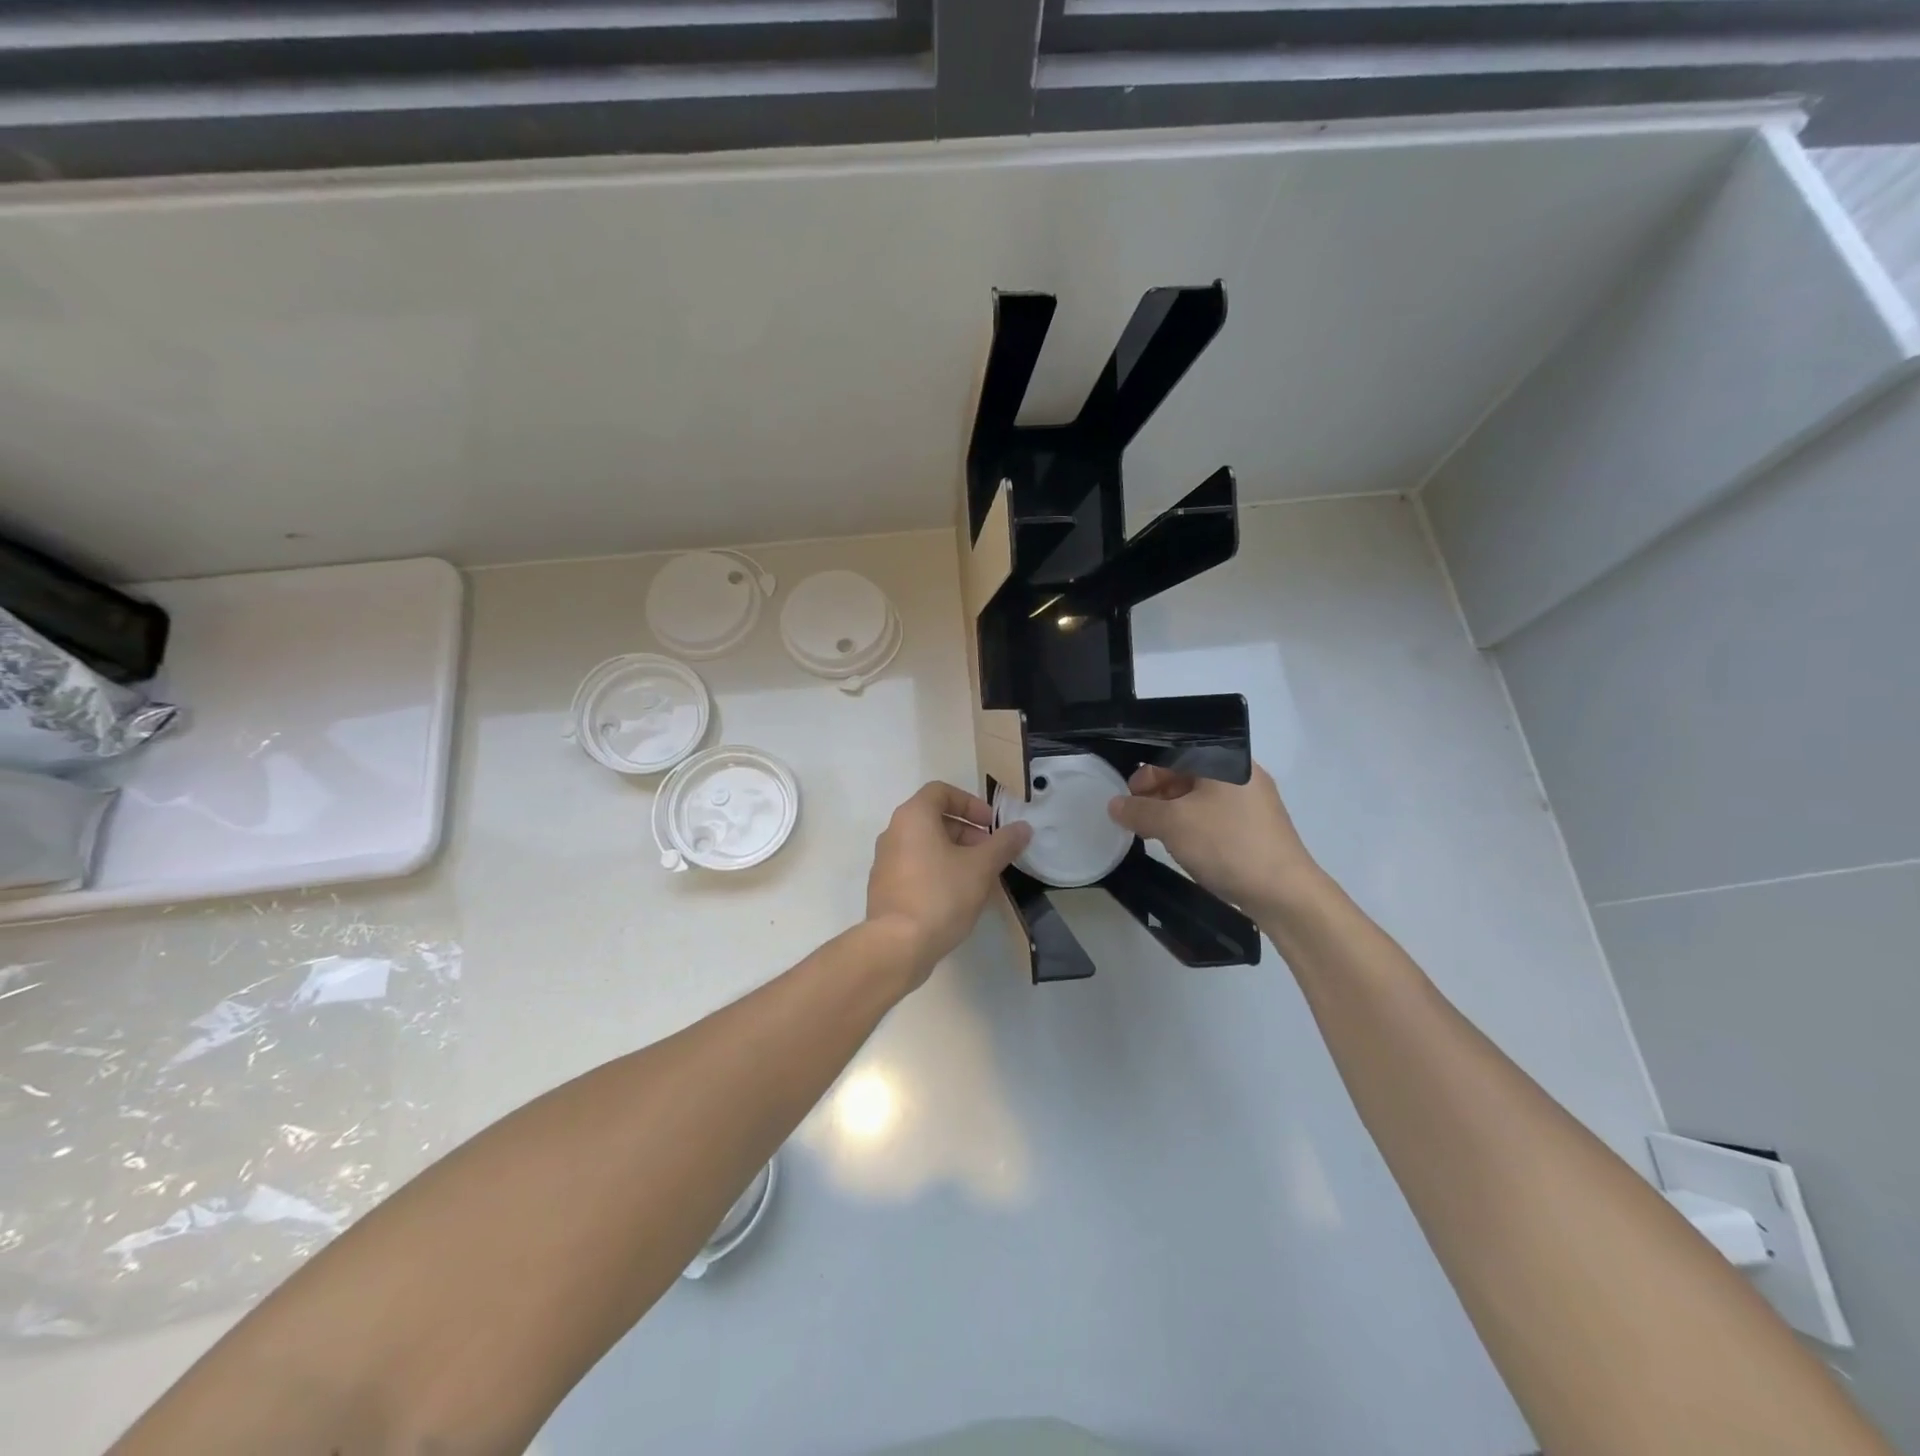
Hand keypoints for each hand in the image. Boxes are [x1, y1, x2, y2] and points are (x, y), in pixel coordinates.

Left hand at [866, 782, 1031, 985]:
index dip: (970, 803)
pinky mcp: (884, 888)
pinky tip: (958, 897)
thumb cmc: (941, 894)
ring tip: (979, 878)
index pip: (941, 792)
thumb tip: (1023, 827)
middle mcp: (893, 832)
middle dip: (966, 832)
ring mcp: (885, 862)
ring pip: (925, 845)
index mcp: (913, 817)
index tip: (991, 824)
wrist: (898, 945)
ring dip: (954, 853)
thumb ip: (1004, 844)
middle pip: (933, 818)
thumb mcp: (981, 867)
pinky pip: (915, 868)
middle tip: (990, 854)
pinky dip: (938, 871)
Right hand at [1108, 763, 1324, 920]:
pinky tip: (1183, 846)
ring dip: (1173, 812)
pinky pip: (1216, 816)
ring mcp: (1253, 802)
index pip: (1175, 753)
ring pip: (1202, 797)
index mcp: (1226, 761)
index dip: (1146, 773)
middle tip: (1137, 817)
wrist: (1285, 893)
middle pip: (1188, 773)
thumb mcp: (1173, 824)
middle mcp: (1242, 774)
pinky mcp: (1258, 828)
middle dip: (1157, 794)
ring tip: (1154, 833)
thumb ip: (1139, 810)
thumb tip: (1114, 805)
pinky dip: (1193, 825)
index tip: (1128, 798)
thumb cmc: (1226, 845)